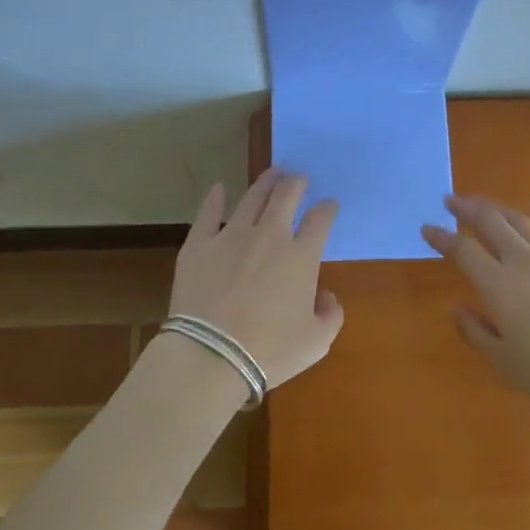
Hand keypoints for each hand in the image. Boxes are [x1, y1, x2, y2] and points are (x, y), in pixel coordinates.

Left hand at [167, 170, 343, 388]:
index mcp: (301, 257)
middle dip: (296, 184)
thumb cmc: (270, 351)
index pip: (319, 221)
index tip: (329, 205)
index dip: (327, 209)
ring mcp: (230, 236)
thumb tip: (326, 296)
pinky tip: (219, 188)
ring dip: (264, 183)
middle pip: (285, 197)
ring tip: (272, 173)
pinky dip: (215, 198)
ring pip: (251, 198)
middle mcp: (269, 236)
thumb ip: (330, 314)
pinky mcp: (198, 244)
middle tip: (298, 178)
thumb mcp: (316, 342)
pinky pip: (208, 213)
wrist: (211, 355)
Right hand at [421, 193, 529, 421]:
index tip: (427, 228)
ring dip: (498, 208)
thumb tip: (458, 308)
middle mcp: (523, 261)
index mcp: (498, 285)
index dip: (442, 237)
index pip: (462, 251)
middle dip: (467, 209)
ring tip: (482, 202)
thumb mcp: (504, 363)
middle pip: (490, 223)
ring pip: (521, 222)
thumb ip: (476, 332)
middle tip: (451, 200)